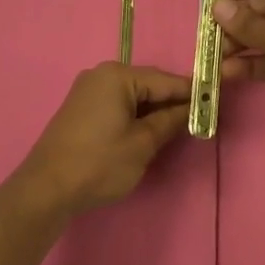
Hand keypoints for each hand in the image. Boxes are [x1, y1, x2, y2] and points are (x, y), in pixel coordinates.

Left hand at [15, 63, 192, 217]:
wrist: (46, 189)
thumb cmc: (99, 164)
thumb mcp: (142, 144)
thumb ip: (171, 121)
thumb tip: (193, 109)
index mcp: (118, 76)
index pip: (166, 80)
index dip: (192, 92)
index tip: (218, 99)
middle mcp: (102, 74)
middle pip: (149, 84)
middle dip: (173, 101)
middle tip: (200, 117)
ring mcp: (88, 90)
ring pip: (134, 95)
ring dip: (155, 110)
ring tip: (178, 127)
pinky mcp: (81, 107)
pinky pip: (118, 104)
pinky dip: (136, 114)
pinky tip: (148, 130)